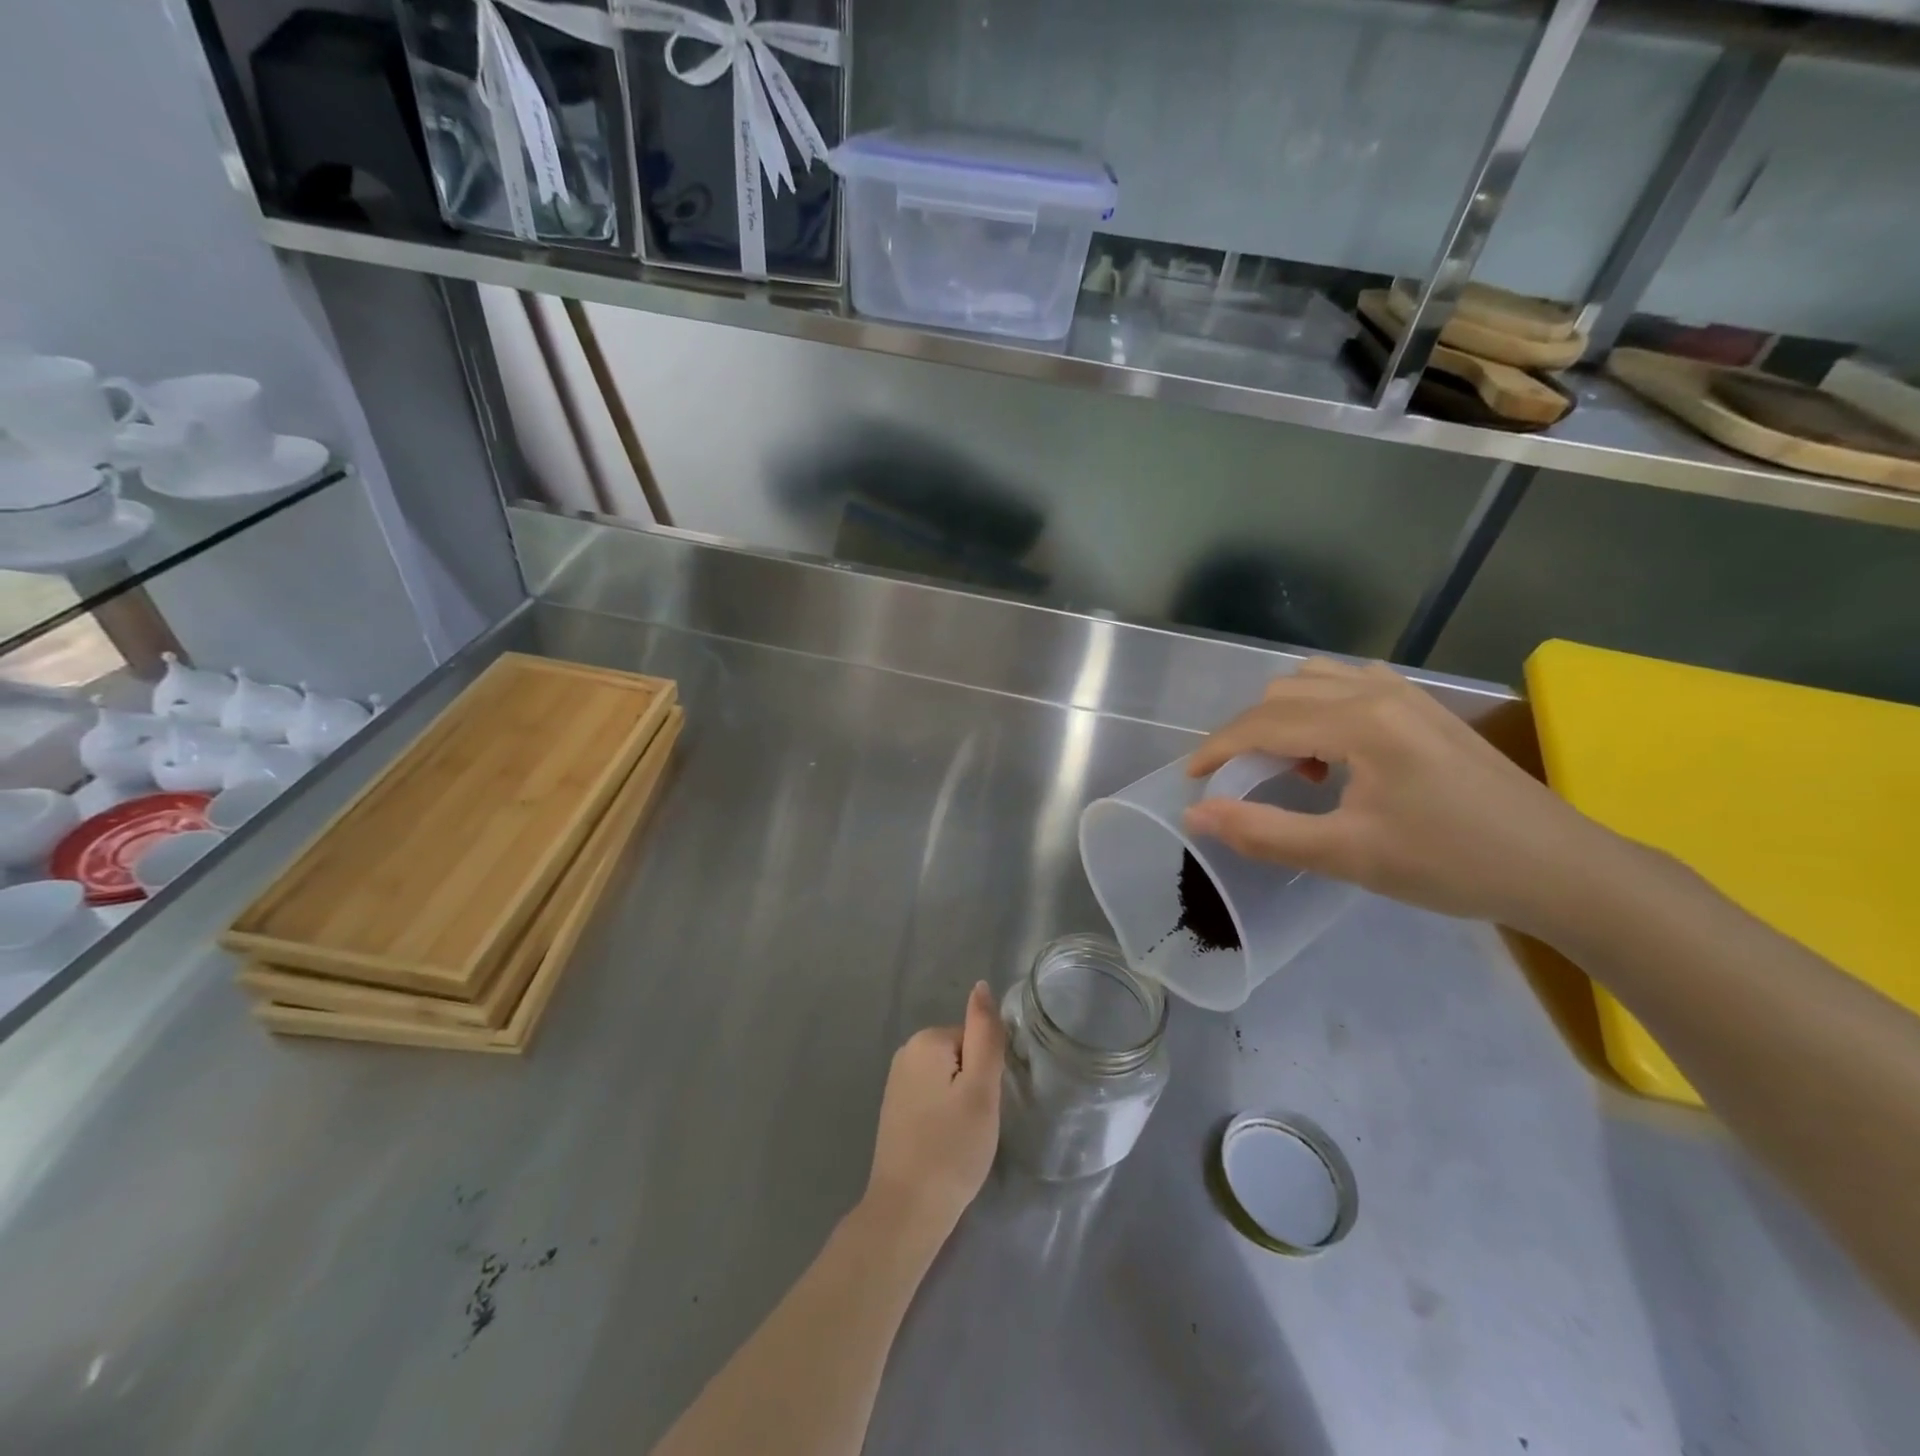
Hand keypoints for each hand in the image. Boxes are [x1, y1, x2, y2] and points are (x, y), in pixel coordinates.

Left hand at [862, 982, 1005, 1246]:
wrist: (907, 1211)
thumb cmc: (952, 1148)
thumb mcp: (981, 1089)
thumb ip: (985, 1035)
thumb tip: (981, 986)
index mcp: (926, 1040)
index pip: (976, 1040)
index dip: (987, 1074)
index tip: (984, 1107)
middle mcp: (906, 1052)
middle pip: (961, 1056)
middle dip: (974, 1087)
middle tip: (975, 1125)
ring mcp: (896, 1081)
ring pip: (949, 1079)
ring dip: (961, 1103)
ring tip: (961, 1138)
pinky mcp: (894, 1108)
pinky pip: (933, 1097)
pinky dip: (944, 1116)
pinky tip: (944, 1144)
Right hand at [1183, 658, 1612, 934]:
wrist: (1559, 868)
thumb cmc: (1450, 864)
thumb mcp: (1347, 855)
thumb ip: (1263, 831)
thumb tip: (1197, 814)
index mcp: (1359, 721)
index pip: (1262, 721)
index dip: (1217, 749)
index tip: (1191, 780)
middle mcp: (1377, 690)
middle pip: (1282, 692)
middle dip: (1248, 733)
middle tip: (1242, 782)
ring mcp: (1406, 693)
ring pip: (1315, 680)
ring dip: (1285, 716)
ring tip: (1293, 767)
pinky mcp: (1424, 706)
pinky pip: (1350, 684)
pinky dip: (1320, 709)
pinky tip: (1336, 751)